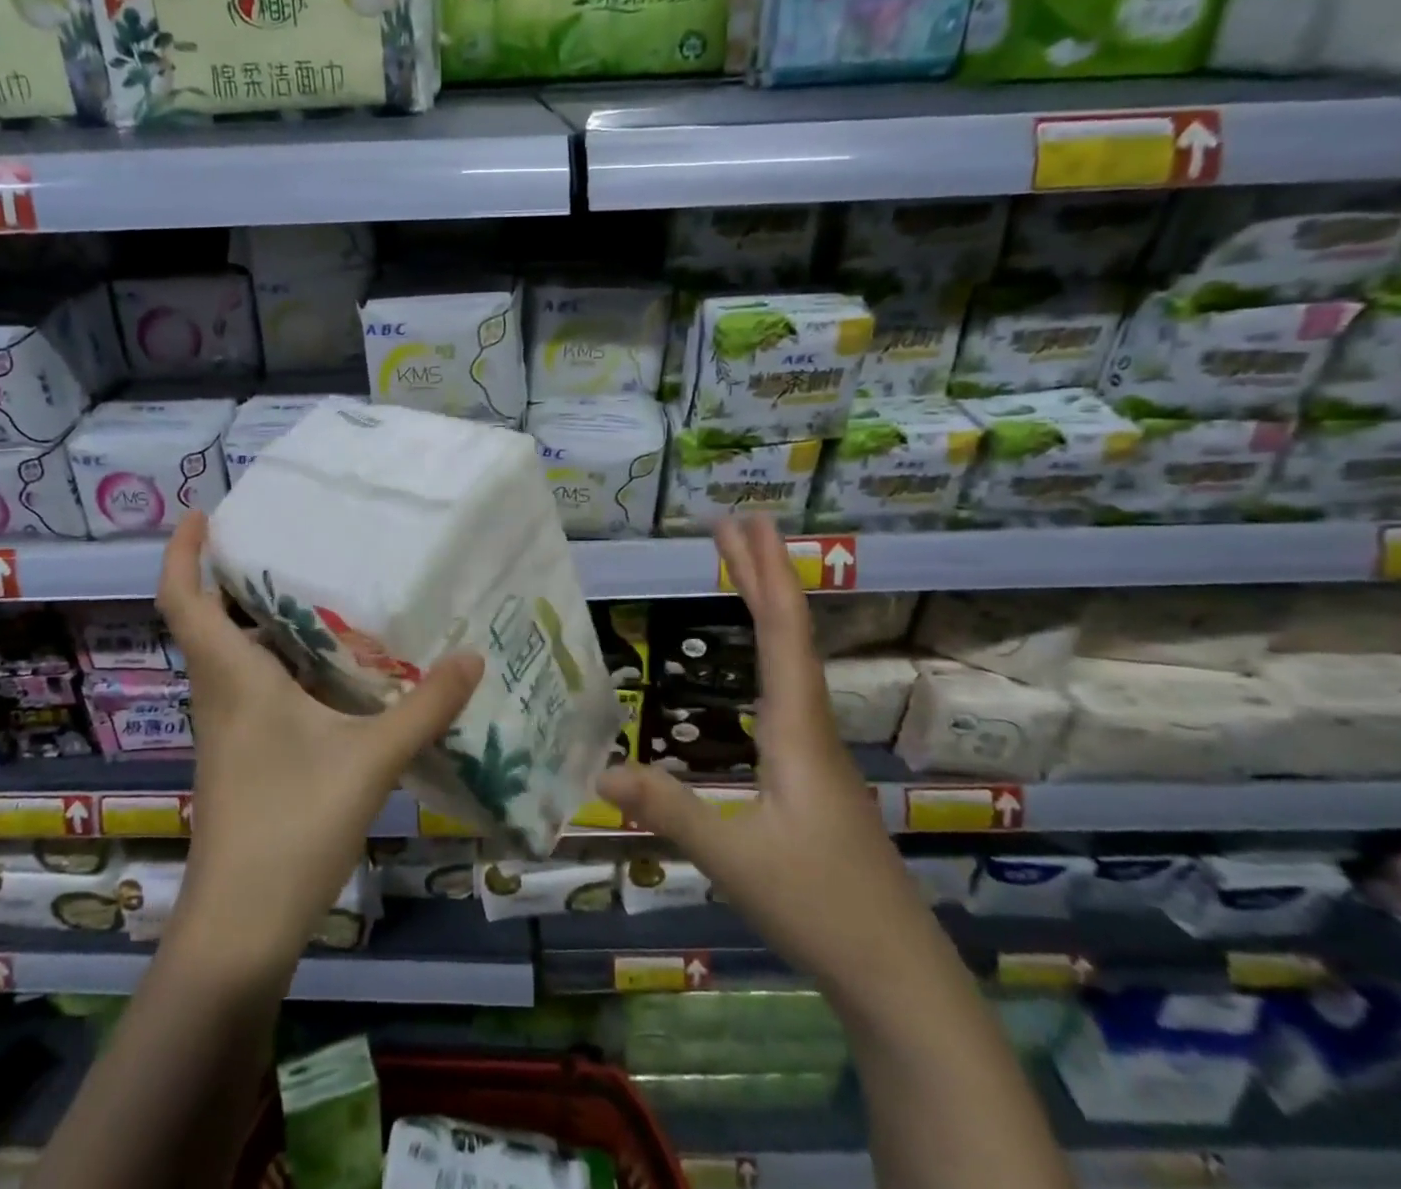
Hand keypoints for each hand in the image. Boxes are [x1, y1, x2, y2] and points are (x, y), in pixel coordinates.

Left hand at [155, 513, 483, 973]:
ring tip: (314, 590)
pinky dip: (277, 662)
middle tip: (282, 540)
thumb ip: (425, 708)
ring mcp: (227, 730)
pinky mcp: (242, 757)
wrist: (241, 927)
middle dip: (230, 576)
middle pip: (206, 620)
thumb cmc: (292, 825)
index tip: (203, 513)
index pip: (183, 599)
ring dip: (257, 620)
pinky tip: (327, 669)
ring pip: (231, 656)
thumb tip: (473, 656)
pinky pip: (252, 688)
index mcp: (232, 678)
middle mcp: (220, 695)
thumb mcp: (370, 759)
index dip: (183, 552)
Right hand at [598, 513, 928, 996]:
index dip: (763, 573)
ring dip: (767, 608)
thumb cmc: (822, 909)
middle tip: (734, 522)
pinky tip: (754, 669)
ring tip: (743, 572)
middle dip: (762, 572)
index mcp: (798, 730)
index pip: (782, 634)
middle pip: (789, 633)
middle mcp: (811, 727)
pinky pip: (786, 690)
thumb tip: (599, 768)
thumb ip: (670, 810)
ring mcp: (816, 753)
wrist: (900, 978)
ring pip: (791, 660)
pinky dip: (768, 651)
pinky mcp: (813, 778)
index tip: (744, 523)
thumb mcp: (735, 860)